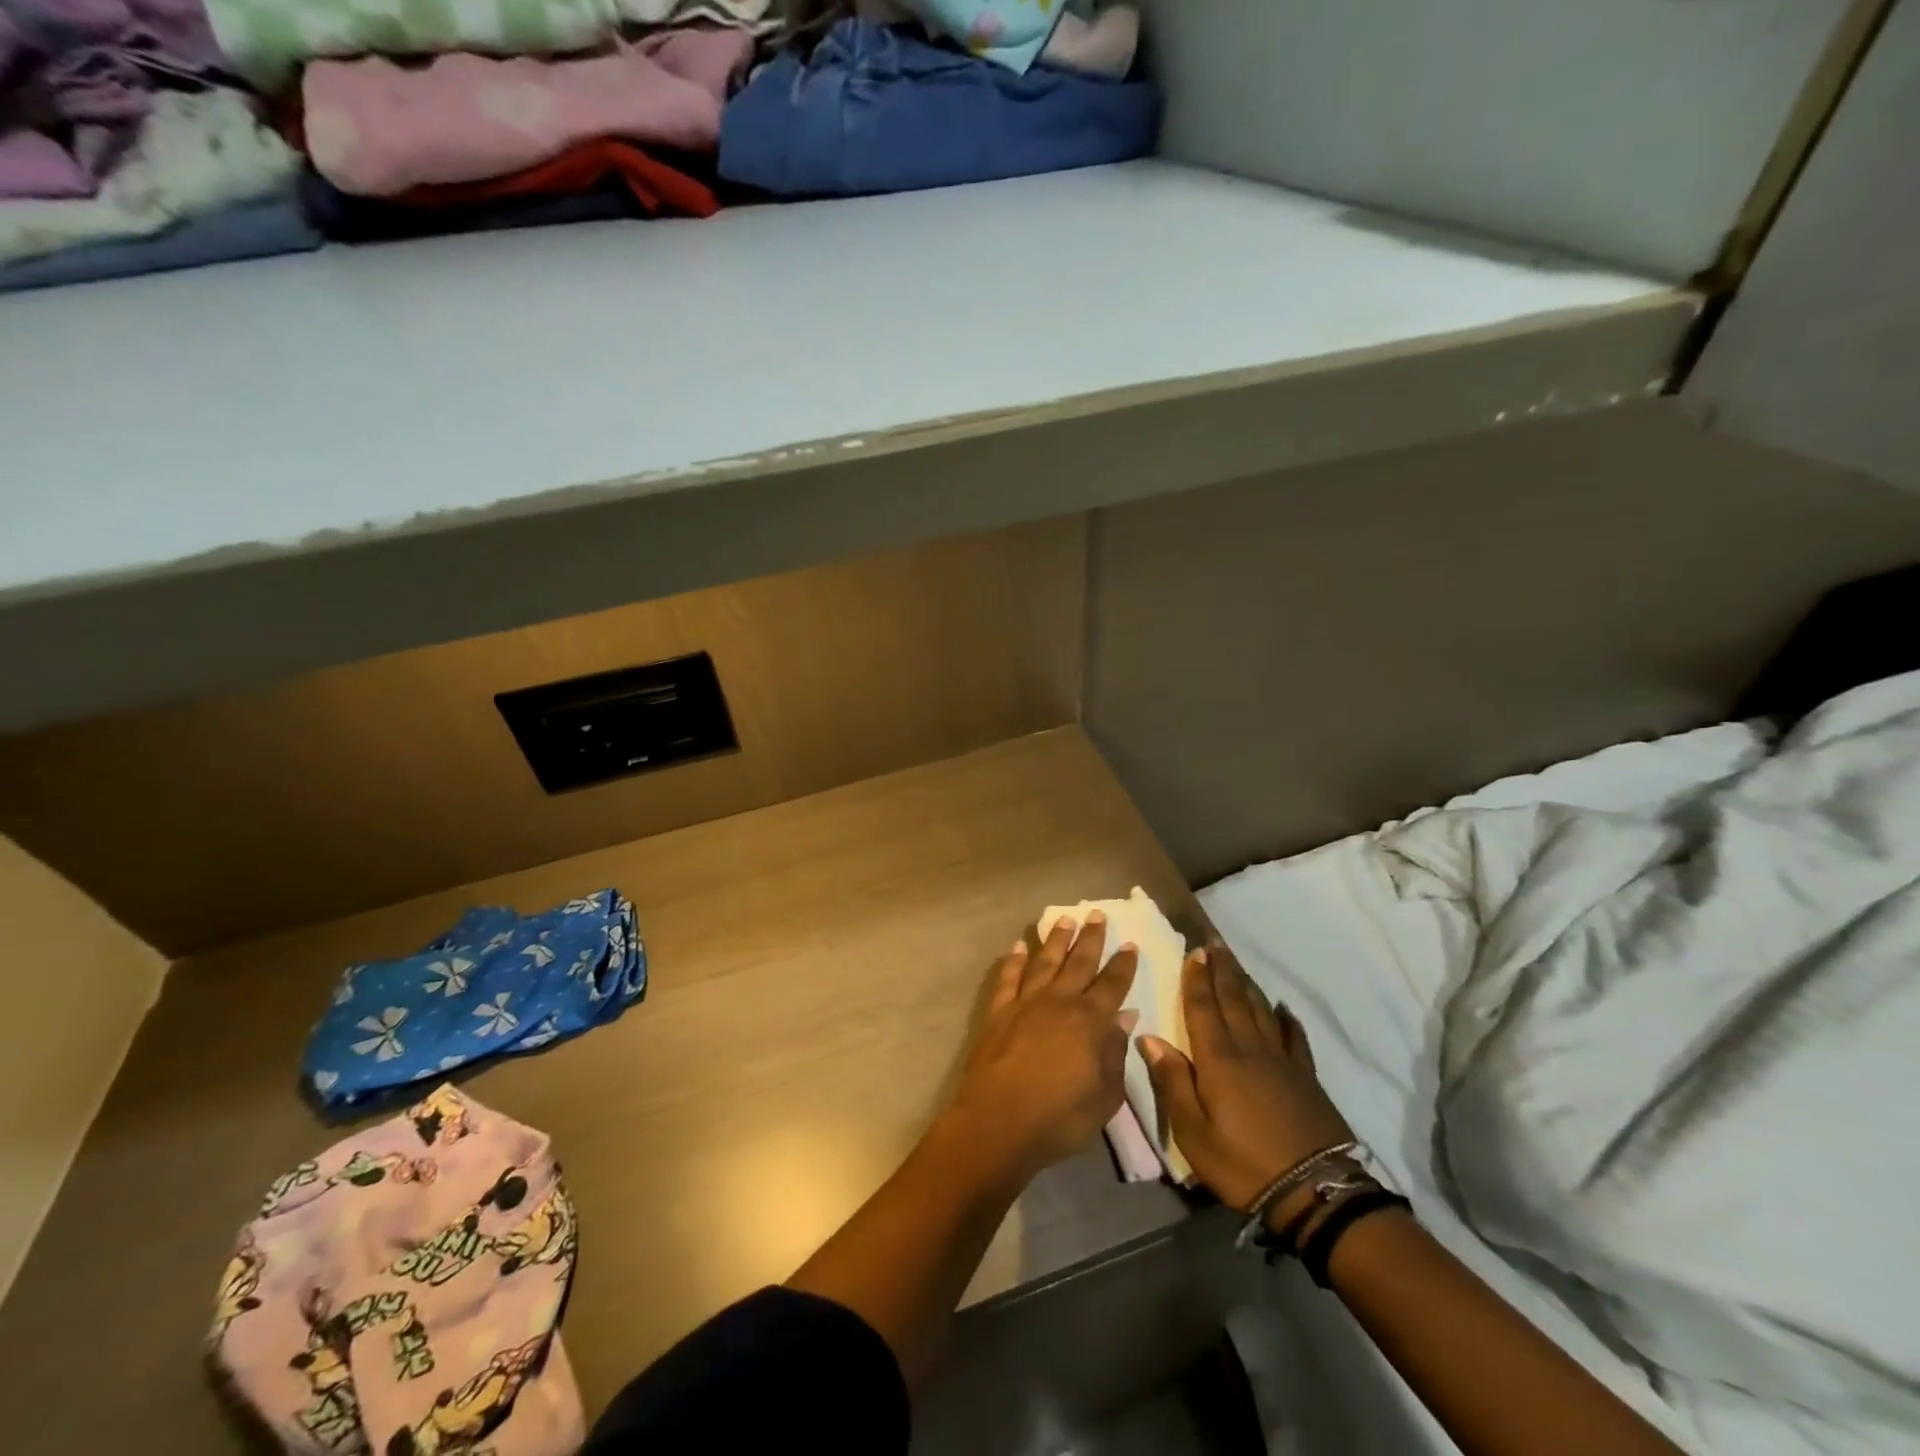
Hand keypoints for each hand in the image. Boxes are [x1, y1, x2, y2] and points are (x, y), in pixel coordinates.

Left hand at [946, 915, 1139, 1181]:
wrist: (998, 1122)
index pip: (1112, 984)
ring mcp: (1025, 1003)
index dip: (1123, 965)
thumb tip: (1125, 1017)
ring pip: (1044, 962)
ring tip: (1064, 919)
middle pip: (1078, 962)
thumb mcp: (1104, 1096)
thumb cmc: (1059, 1117)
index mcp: (1089, 1021)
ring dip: (1055, 939)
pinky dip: (1014, 960)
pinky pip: (1009, 978)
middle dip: (1090, 938)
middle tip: (1096, 914)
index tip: (1130, 944)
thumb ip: (1115, 1053)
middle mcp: (1059, 1002)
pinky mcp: (999, 1012)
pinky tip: (1019, 946)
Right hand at [1139, 942, 1352, 1213]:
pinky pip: (1295, 1038)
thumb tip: (1150, 1038)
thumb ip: (1172, 1082)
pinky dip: (1288, 1019)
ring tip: (1238, 964)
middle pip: (1233, 999)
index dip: (1196, 978)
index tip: (1194, 951)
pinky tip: (1285, 1008)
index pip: (1203, 1008)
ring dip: (1247, 984)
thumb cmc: (1243, 1162)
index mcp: (1219, 1059)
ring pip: (1261, 1011)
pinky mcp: (1306, 1078)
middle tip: (1215, 941)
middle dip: (1222, 969)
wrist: (1315, 1192)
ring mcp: (1282, 1061)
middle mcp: (1250, 1049)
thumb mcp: (1193, 1132)